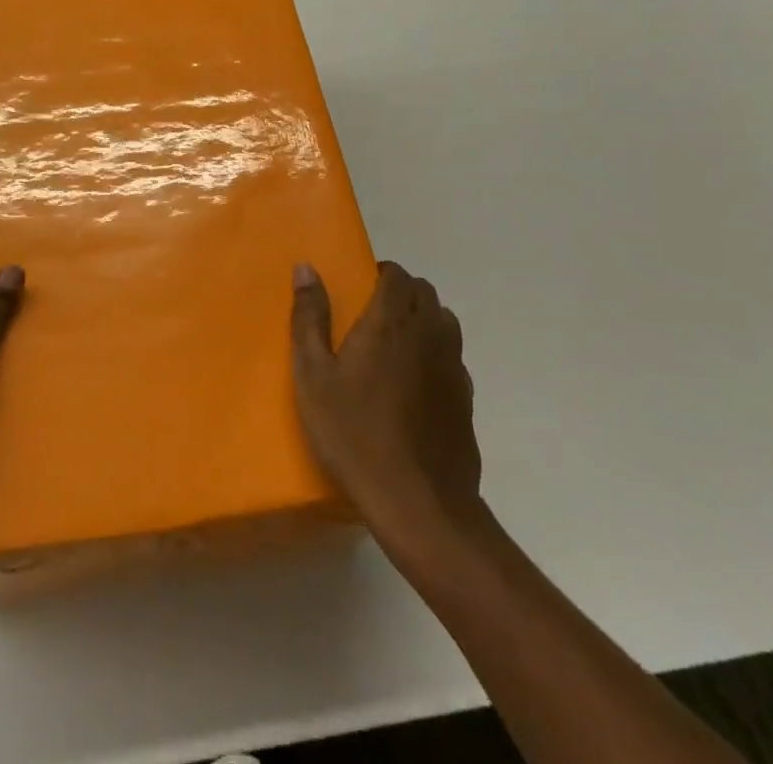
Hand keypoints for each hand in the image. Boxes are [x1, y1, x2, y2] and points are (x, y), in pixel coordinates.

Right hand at [291, 260, 482, 546]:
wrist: (418, 504)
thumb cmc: (354, 433)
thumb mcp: (313, 375)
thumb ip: (309, 317)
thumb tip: (306, 268)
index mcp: (391, 322)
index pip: (398, 275)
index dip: (381, 273)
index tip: (359, 287)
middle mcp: (428, 335)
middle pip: (425, 292)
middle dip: (402, 291)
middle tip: (372, 313)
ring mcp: (453, 367)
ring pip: (445, 321)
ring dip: (423, 318)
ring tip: (394, 344)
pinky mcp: (466, 399)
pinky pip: (453, 357)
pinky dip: (436, 353)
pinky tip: (414, 384)